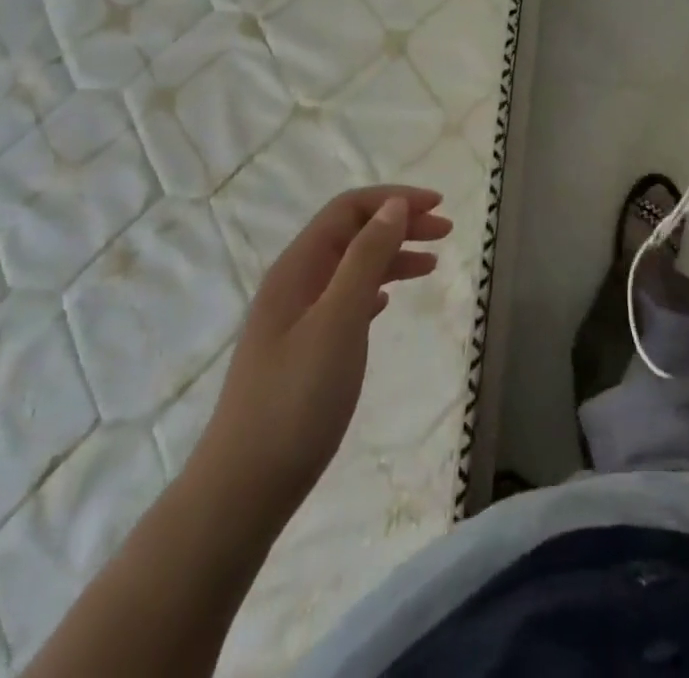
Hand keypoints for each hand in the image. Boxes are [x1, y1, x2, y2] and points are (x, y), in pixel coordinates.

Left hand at [197, 186, 452, 519]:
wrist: (242, 490)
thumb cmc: (295, 400)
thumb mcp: (339, 321)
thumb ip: (365, 258)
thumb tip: (393, 206)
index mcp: (298, 267)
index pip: (348, 209)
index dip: (394, 199)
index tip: (438, 206)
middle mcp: (294, 282)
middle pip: (351, 233)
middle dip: (398, 223)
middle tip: (445, 232)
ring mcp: (295, 318)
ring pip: (350, 267)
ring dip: (390, 256)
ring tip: (431, 264)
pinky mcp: (301, 350)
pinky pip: (344, 300)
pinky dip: (374, 288)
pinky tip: (388, 300)